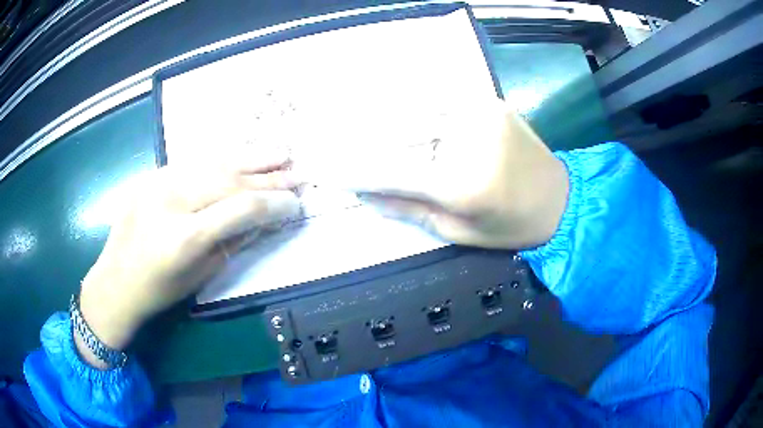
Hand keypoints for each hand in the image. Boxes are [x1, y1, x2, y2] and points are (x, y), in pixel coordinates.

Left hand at [76, 148, 300, 367]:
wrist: (115, 281)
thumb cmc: (159, 290)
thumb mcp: (201, 275)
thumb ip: (234, 242)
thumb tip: (264, 219)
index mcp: (185, 237)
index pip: (242, 208)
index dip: (275, 203)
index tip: (297, 202)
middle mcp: (172, 200)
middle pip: (230, 180)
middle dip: (269, 177)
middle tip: (297, 172)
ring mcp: (159, 182)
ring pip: (214, 162)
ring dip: (251, 158)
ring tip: (280, 153)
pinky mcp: (152, 175)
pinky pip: (195, 163)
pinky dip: (223, 159)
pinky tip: (242, 157)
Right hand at [301, 100, 568, 249]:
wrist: (560, 200)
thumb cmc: (511, 227)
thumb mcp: (458, 231)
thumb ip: (408, 208)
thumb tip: (364, 194)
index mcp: (461, 183)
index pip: (390, 172)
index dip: (353, 170)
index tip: (325, 170)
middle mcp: (468, 139)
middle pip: (397, 132)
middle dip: (359, 139)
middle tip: (330, 141)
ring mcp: (479, 113)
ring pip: (414, 108)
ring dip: (379, 115)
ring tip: (351, 119)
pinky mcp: (488, 101)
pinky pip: (439, 98)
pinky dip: (412, 103)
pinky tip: (392, 107)